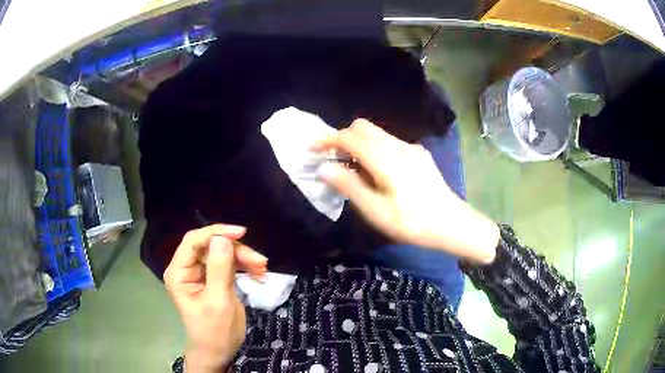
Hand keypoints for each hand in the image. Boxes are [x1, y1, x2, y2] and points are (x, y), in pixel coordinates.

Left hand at [164, 224, 266, 371]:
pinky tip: (258, 275)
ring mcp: (200, 273)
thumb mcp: (218, 300)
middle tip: (260, 262)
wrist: (218, 351)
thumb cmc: (214, 330)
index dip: (216, 232)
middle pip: (211, 246)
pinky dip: (244, 267)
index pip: (194, 241)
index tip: (241, 233)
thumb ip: (219, 269)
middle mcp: (187, 268)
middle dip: (236, 251)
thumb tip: (222, 238)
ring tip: (263, 270)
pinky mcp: (213, 279)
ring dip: (244, 259)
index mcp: (179, 272)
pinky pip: (228, 264)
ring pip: (222, 253)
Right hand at [314, 119, 498, 263]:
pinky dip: (373, 148)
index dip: (328, 139)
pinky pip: (388, 142)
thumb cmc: (412, 222)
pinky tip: (376, 171)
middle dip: (343, 137)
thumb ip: (349, 185)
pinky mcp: (418, 154)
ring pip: (376, 133)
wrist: (451, 223)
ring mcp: (410, 148)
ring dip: (358, 143)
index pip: (349, 137)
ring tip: (352, 167)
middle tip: (333, 159)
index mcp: (385, 158)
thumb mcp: (376, 210)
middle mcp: (397, 145)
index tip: (313, 148)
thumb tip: (324, 167)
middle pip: (363, 127)